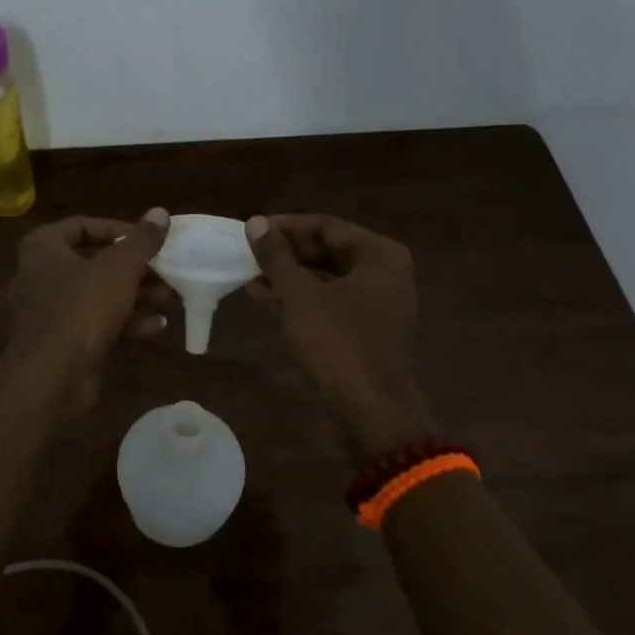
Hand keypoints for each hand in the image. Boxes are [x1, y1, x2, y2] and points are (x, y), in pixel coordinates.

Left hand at [6, 209, 171, 414]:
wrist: (51, 378)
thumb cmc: (81, 308)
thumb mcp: (119, 268)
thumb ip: (142, 240)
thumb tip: (160, 212)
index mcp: (43, 247)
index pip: (83, 225)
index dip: (119, 228)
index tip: (149, 239)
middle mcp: (40, 274)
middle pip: (94, 261)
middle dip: (134, 267)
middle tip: (165, 270)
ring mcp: (49, 311)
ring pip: (98, 294)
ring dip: (134, 294)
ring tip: (168, 297)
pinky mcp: (61, 341)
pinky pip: (95, 322)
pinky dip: (124, 321)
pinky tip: (156, 325)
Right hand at [247, 213, 431, 457]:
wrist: (370, 411)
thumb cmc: (337, 342)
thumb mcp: (299, 294)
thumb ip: (276, 256)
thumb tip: (255, 223)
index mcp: (379, 255)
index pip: (326, 226)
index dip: (286, 227)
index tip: (252, 231)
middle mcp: (385, 274)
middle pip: (328, 251)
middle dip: (286, 254)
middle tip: (249, 255)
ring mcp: (378, 305)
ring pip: (326, 279)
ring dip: (289, 278)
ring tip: (249, 278)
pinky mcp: (367, 331)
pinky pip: (330, 303)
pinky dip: (301, 300)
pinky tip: (267, 300)